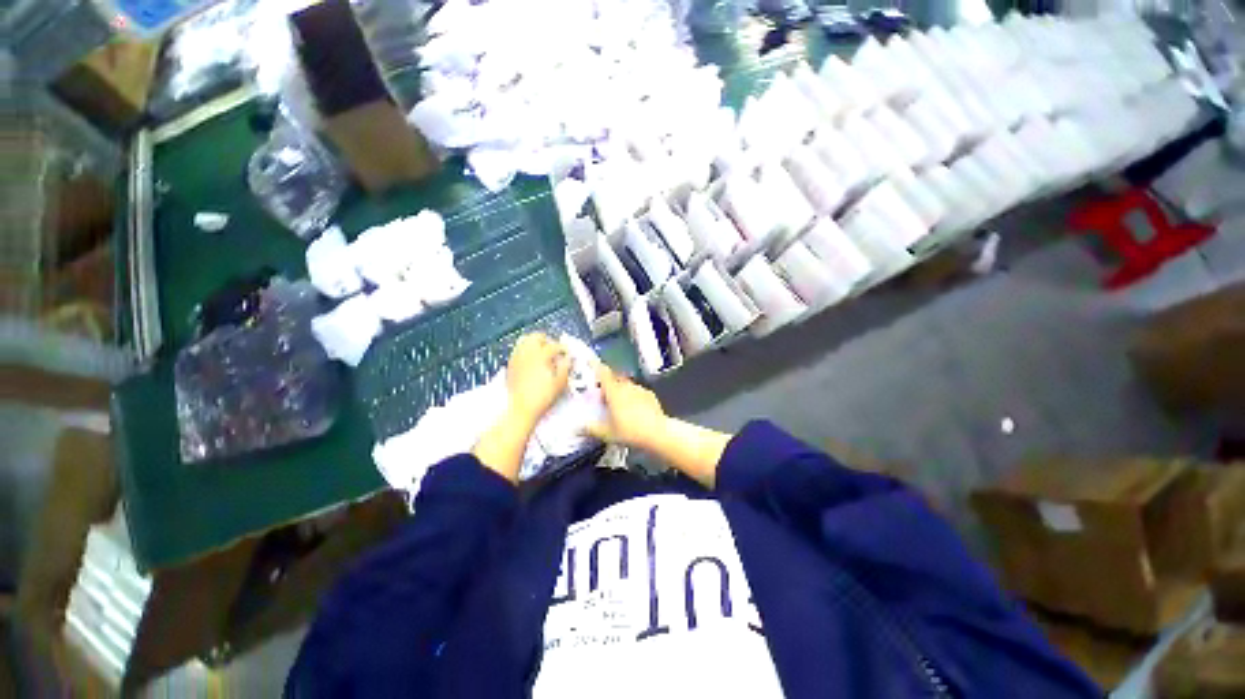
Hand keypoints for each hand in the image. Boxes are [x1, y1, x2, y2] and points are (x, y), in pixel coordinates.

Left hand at [505, 333, 570, 423]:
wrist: (520, 408)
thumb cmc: (542, 397)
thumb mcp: (560, 384)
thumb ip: (565, 368)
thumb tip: (568, 359)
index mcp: (541, 356)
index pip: (554, 346)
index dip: (563, 348)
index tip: (568, 354)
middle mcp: (527, 353)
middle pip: (536, 337)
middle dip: (547, 340)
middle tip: (554, 349)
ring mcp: (516, 357)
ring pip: (524, 340)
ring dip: (535, 343)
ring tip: (542, 351)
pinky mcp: (510, 365)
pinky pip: (518, 350)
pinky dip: (526, 350)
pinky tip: (531, 360)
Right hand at [585, 363, 668, 449]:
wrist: (658, 433)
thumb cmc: (630, 432)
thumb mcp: (607, 433)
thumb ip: (591, 429)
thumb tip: (578, 428)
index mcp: (614, 391)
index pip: (602, 373)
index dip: (595, 365)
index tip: (590, 361)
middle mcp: (627, 386)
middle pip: (614, 379)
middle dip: (607, 384)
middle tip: (602, 397)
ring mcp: (640, 389)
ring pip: (626, 385)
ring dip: (620, 391)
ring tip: (617, 405)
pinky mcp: (650, 395)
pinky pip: (637, 392)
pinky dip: (632, 396)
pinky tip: (633, 409)